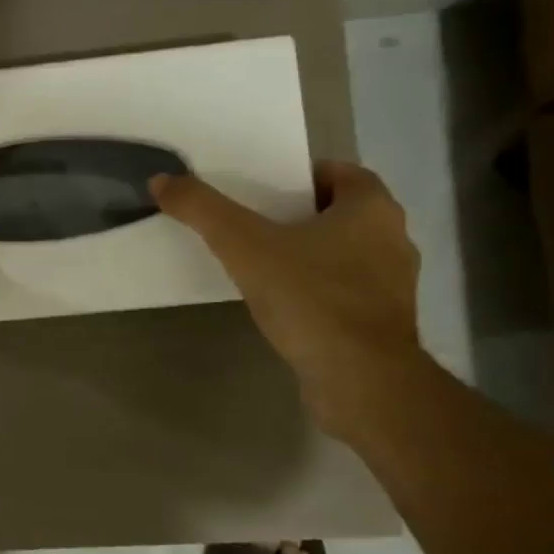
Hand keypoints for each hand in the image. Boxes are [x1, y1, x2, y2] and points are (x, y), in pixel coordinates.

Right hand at [151, 162, 422, 437]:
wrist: (361, 380)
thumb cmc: (311, 298)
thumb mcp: (244, 246)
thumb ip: (202, 209)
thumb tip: (161, 180)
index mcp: (372, 209)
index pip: (341, 173)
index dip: (300, 177)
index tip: (261, 190)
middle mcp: (393, 239)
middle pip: (340, 213)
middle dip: (298, 215)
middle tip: (251, 223)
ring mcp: (392, 285)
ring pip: (344, 254)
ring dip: (308, 254)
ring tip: (260, 264)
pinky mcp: (383, 323)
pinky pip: (344, 291)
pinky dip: (316, 290)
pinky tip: (282, 304)